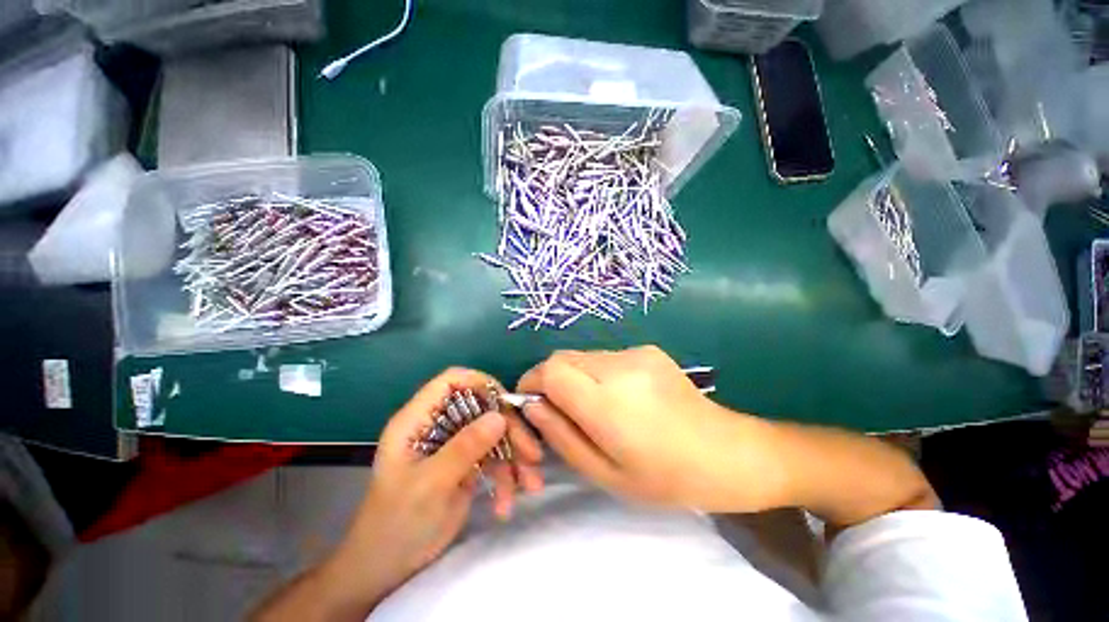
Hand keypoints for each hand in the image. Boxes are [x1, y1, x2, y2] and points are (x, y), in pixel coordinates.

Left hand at [329, 368, 543, 607]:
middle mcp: (438, 426)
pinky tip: (507, 503)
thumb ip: (464, 447)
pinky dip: (506, 476)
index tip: (505, 402)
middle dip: (509, 429)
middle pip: (481, 408)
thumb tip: (500, 416)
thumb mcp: (430, 485)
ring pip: (493, 433)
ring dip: (514, 456)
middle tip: (532, 454)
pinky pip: (494, 458)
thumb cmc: (397, 524)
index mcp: (418, 420)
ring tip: (530, 484)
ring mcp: (453, 445)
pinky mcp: (465, 464)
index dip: (479, 383)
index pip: (450, 381)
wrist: (388, 569)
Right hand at [518, 346, 784, 512]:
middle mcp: (621, 366)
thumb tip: (532, 405)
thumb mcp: (605, 473)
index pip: (552, 370)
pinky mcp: (647, 350)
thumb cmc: (666, 478)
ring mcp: (637, 353)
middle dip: (550, 380)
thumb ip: (561, 436)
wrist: (728, 452)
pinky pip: (604, 357)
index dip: (532, 381)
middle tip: (560, 411)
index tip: (531, 403)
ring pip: (583, 356)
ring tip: (593, 408)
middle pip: (563, 358)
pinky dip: (596, 374)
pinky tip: (618, 398)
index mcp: (609, 402)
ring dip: (575, 377)